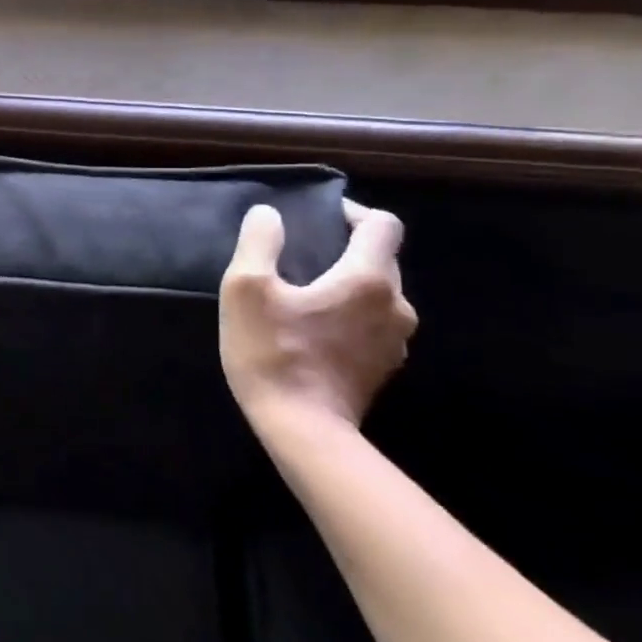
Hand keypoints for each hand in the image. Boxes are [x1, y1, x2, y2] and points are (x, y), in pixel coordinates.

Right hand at [219, 199, 417, 430]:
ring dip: (349, 283)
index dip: (352, 212)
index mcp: (368, 279)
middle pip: (382, 258)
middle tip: (302, 254)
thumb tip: (268, 214)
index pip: (382, 225)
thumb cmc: (272, 352)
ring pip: (380, 293)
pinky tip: (315, 327)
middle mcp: (396, 305)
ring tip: (307, 291)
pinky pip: (374, 323)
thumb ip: (259, 242)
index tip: (318, 217)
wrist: (302, 429)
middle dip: (346, 248)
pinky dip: (351, 314)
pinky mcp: (384, 367)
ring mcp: (396, 341)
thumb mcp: (246, 288)